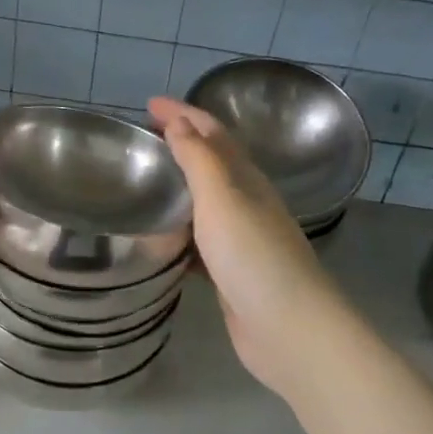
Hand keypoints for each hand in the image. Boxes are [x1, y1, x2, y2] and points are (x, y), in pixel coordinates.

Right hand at [149, 98, 345, 399]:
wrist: (291, 330)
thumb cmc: (253, 256)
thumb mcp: (222, 198)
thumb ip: (198, 159)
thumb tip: (179, 122)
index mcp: (245, 178)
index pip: (211, 132)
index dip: (181, 113)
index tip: (147, 104)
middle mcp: (246, 201)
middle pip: (209, 162)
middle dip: (178, 143)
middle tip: (141, 139)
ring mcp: (240, 238)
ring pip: (203, 201)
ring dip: (177, 187)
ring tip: (143, 183)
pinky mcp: (229, 271)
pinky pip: (197, 239)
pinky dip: (176, 230)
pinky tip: (156, 239)